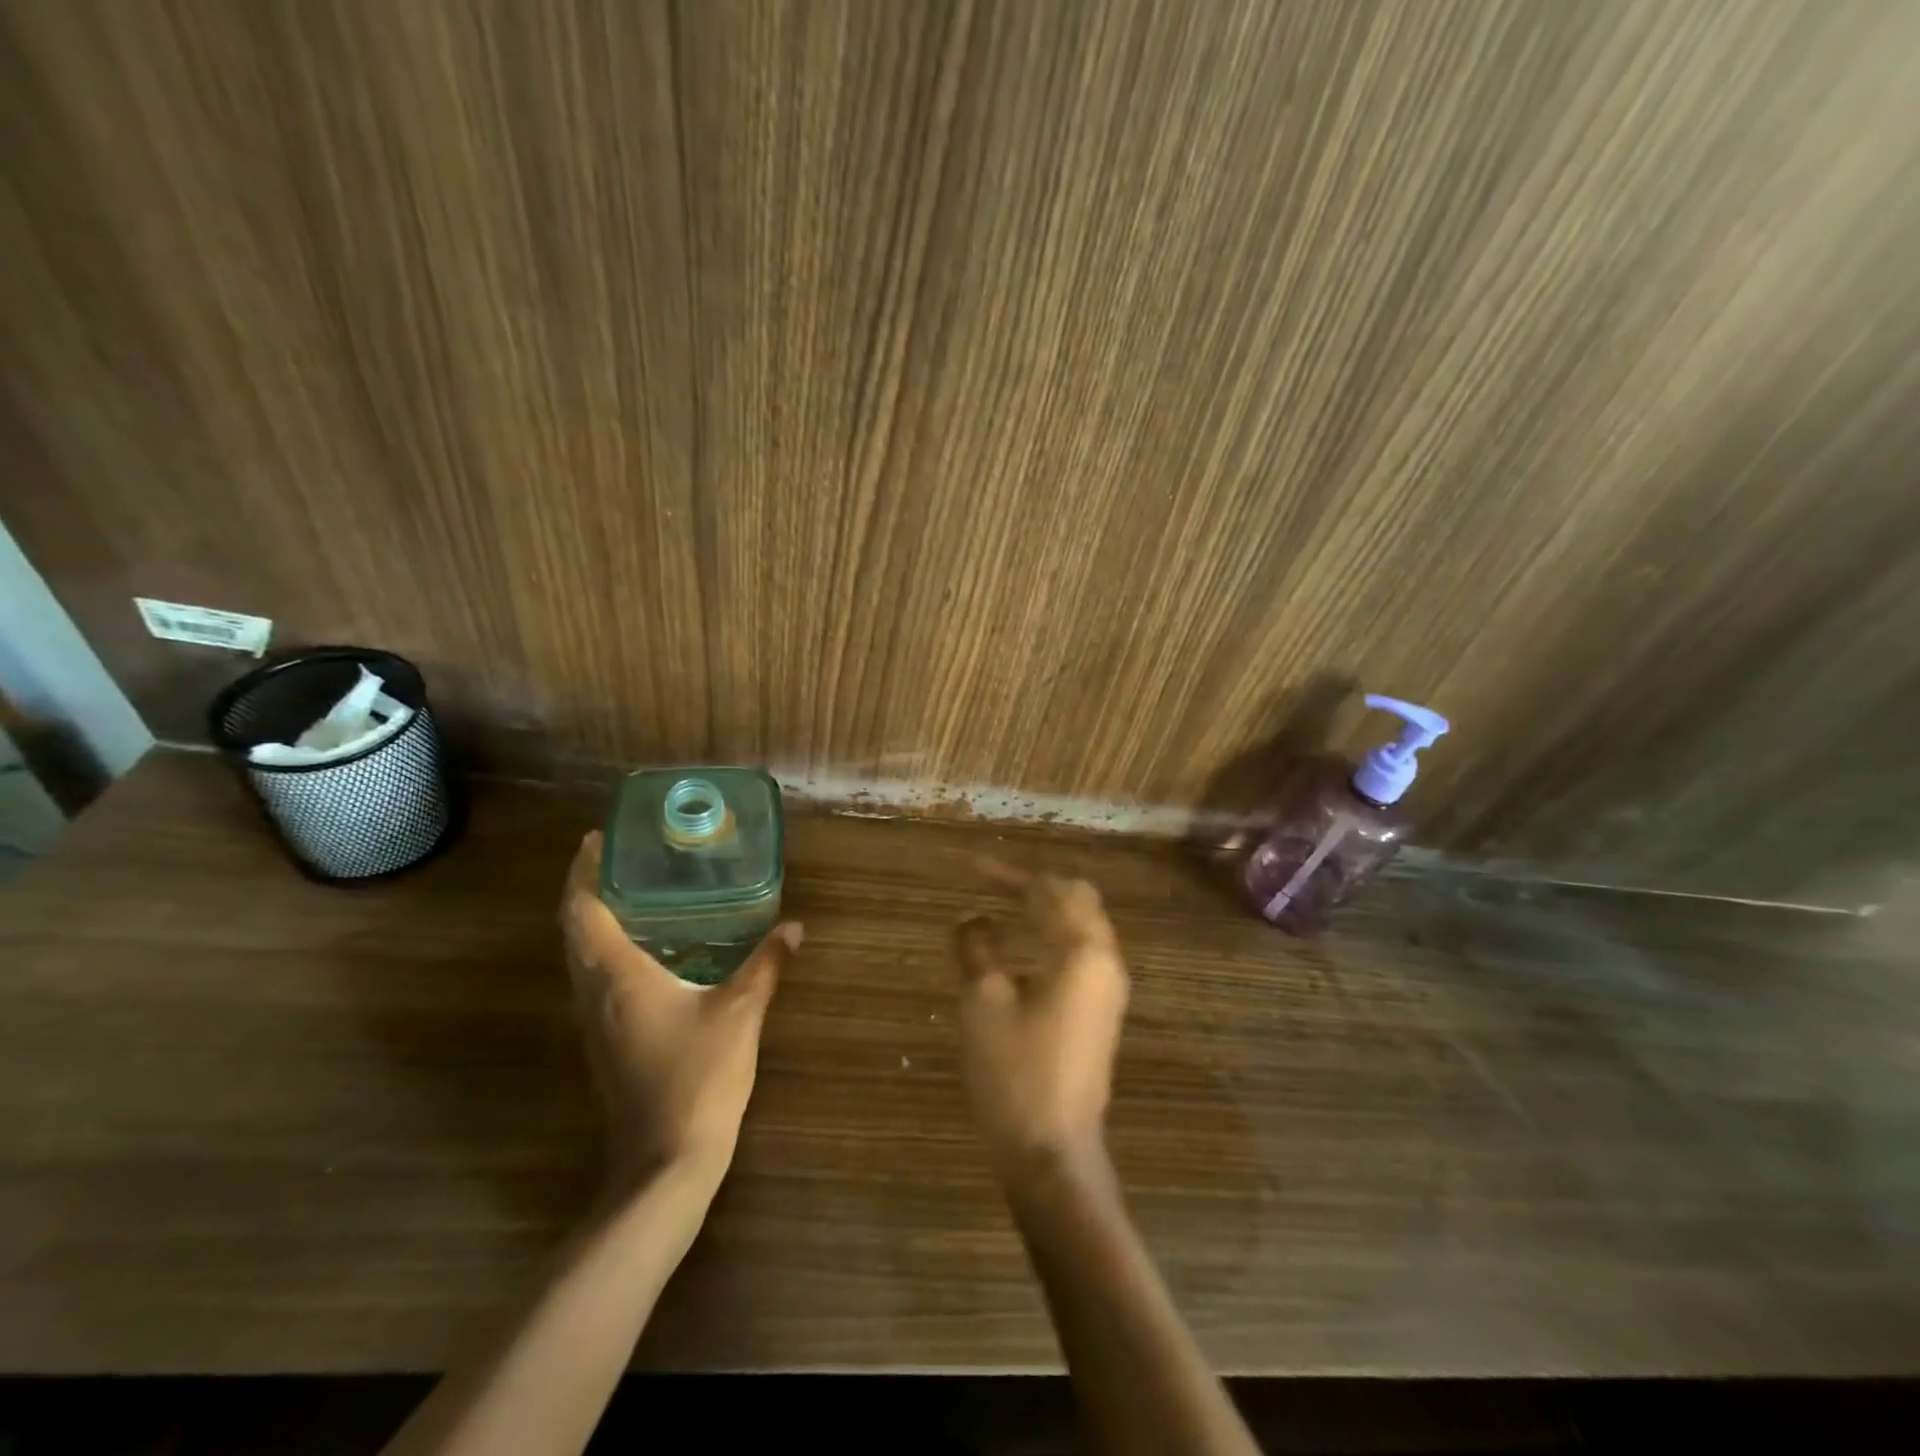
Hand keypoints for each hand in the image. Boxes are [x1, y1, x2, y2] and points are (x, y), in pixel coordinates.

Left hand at [560, 831, 800, 1195]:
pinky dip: (608, 950)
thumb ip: (767, 964)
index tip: (596, 839)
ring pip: (582, 957)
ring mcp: (596, 1022)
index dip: (583, 872)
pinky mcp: (606, 1042)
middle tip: (619, 857)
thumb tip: (794, 927)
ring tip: (633, 892)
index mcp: (618, 976)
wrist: (666, 1161)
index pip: (583, 911)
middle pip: (575, 930)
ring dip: (595, 920)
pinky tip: (647, 949)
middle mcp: (595, 994)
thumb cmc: (699, 1076)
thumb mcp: (741, 1012)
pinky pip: (596, 980)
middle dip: (588, 889)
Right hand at [953, 859, 1129, 1185]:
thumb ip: (976, 947)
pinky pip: (1081, 952)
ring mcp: (1108, 988)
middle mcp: (1105, 961)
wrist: (1053, 1153)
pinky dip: (1053, 935)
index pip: (1046, 890)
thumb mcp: (984, 1003)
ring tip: (1003, 904)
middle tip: (991, 881)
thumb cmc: (1016, 1075)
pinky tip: (1021, 948)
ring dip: (1046, 908)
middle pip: (1077, 898)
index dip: (1005, 873)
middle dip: (1035, 883)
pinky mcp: (1101, 1011)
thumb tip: (971, 919)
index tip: (967, 866)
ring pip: (1083, 924)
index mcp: (1081, 951)